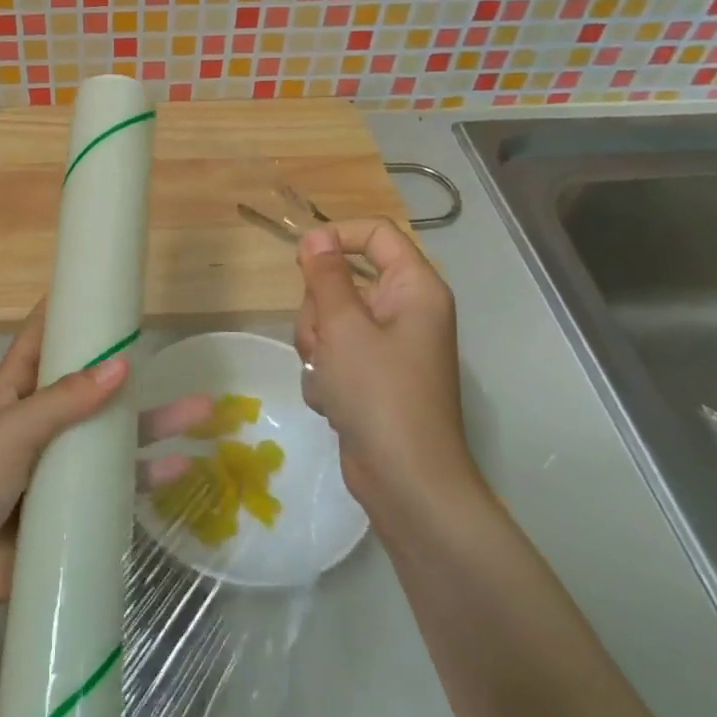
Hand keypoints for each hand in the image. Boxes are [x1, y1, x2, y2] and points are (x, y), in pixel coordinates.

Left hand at [0, 306, 209, 619]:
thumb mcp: (10, 432)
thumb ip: (63, 401)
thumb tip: (122, 366)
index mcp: (14, 390)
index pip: (42, 338)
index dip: (67, 312)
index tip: (102, 287)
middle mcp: (42, 420)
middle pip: (92, 385)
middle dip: (129, 371)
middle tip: (170, 350)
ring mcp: (61, 462)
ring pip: (115, 433)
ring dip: (155, 422)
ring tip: (201, 412)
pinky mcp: (76, 503)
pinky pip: (119, 482)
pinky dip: (149, 474)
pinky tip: (182, 467)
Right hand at [294, 218, 480, 517]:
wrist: (405, 481)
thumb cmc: (379, 393)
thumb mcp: (343, 326)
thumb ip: (325, 276)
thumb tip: (316, 235)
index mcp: (414, 289)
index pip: (376, 235)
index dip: (337, 237)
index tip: (301, 258)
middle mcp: (405, 312)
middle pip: (344, 281)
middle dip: (319, 311)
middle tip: (323, 341)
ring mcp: (388, 348)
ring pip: (331, 321)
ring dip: (317, 347)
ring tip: (328, 379)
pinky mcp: (372, 378)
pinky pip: (334, 355)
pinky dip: (325, 375)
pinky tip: (333, 402)